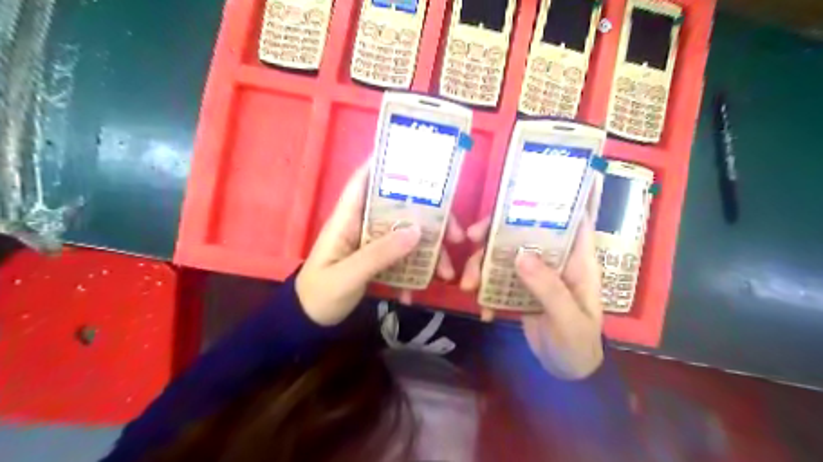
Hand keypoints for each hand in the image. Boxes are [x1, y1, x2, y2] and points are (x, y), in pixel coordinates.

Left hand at [297, 163, 460, 324]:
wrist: (310, 323)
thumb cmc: (320, 295)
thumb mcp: (348, 275)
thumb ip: (379, 254)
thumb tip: (418, 230)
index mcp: (346, 219)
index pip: (362, 181)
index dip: (383, 165)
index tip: (414, 159)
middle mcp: (361, 226)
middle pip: (398, 209)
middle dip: (428, 218)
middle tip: (456, 234)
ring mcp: (370, 244)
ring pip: (405, 235)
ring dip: (428, 250)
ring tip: (445, 272)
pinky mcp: (377, 261)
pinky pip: (401, 257)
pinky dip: (414, 271)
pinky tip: (418, 291)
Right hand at [462, 186, 601, 380]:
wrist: (566, 374)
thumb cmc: (578, 345)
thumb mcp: (568, 320)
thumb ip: (548, 289)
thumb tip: (519, 254)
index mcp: (576, 260)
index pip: (571, 219)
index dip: (554, 200)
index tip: (523, 189)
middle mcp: (554, 260)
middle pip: (524, 232)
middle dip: (495, 231)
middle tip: (469, 238)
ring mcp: (534, 274)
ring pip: (504, 254)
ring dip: (482, 265)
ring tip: (467, 285)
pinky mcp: (518, 288)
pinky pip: (497, 278)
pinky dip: (485, 288)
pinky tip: (482, 308)